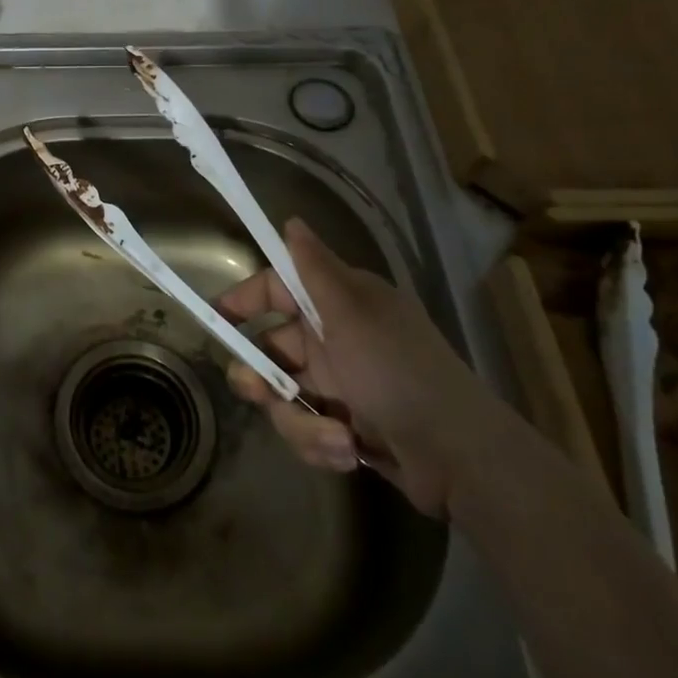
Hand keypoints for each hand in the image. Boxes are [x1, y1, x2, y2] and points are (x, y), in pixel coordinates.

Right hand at [218, 218, 507, 518]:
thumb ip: (314, 269)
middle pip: (269, 349)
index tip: (216, 319)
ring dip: (300, 421)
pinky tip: (348, 452)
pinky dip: (320, 443)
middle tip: (258, 393)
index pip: (276, 289)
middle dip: (260, 375)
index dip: (244, 300)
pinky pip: (305, 430)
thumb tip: (291, 219)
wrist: (461, 458)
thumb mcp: (352, 315)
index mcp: (337, 305)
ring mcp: (339, 386)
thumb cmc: (399, 372)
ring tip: (334, 436)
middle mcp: (334, 340)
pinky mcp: (344, 427)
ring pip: (283, 396)